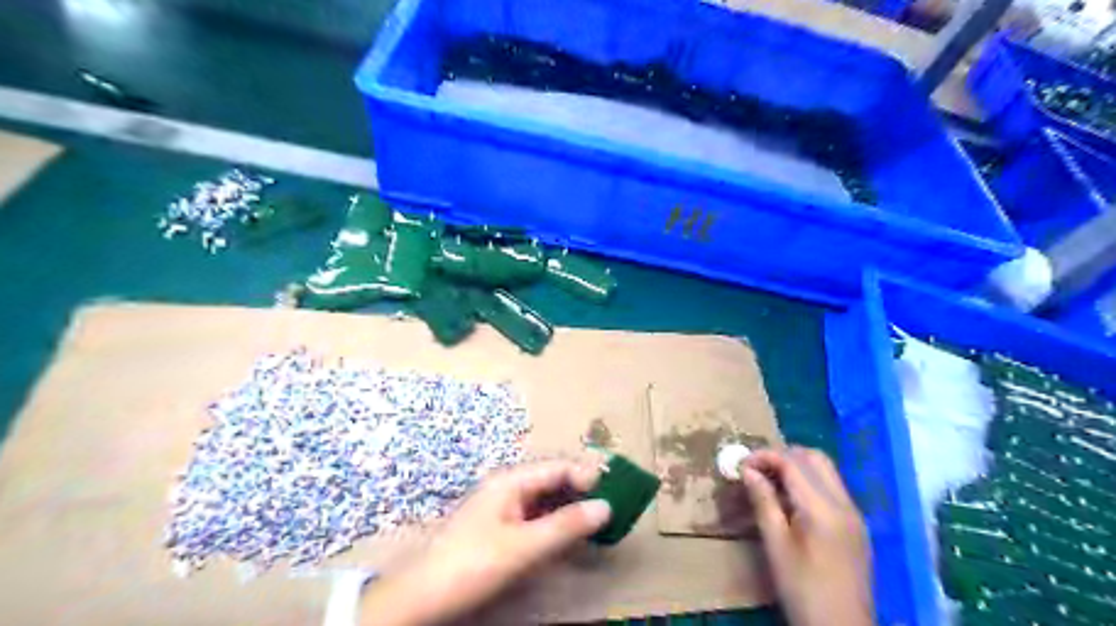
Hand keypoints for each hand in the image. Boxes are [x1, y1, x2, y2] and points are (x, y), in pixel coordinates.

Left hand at [361, 459, 609, 624]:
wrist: (422, 594)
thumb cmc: (472, 562)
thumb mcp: (523, 546)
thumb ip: (565, 526)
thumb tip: (605, 507)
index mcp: (510, 480)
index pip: (557, 466)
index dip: (586, 473)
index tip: (614, 486)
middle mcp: (507, 486)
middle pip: (552, 479)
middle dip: (581, 488)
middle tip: (612, 501)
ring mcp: (502, 506)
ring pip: (545, 498)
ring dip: (570, 505)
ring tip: (598, 517)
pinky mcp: (499, 527)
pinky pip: (535, 515)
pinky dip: (555, 521)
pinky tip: (569, 532)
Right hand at [739, 447, 871, 625]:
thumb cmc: (802, 589)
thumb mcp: (776, 545)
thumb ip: (763, 502)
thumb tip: (748, 470)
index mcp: (823, 509)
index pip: (793, 463)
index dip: (765, 456)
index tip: (741, 465)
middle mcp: (844, 503)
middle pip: (815, 458)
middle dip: (783, 455)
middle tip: (757, 469)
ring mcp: (854, 514)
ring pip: (826, 471)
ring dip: (797, 467)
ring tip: (770, 483)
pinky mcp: (856, 525)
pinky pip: (832, 488)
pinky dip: (809, 482)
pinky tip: (790, 501)